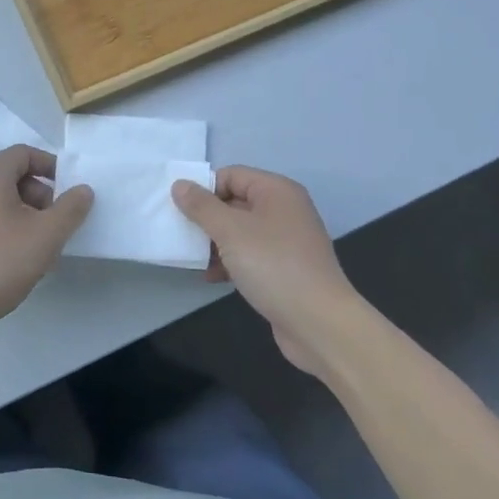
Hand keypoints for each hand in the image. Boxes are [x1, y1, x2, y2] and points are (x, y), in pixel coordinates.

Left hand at [0, 145, 92, 341]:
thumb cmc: (1, 262)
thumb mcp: (47, 234)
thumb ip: (71, 208)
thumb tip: (83, 190)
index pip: (24, 153)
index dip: (50, 166)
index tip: (69, 189)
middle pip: (12, 176)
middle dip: (40, 194)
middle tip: (56, 223)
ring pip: (0, 200)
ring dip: (26, 214)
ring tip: (41, 244)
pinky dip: (7, 227)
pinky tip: (18, 257)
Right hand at [172, 166, 363, 376]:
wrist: (319, 323)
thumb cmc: (273, 266)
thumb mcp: (230, 231)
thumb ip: (202, 206)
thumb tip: (180, 184)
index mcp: (277, 191)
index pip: (231, 175)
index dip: (204, 188)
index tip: (179, 209)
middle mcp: (284, 210)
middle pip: (235, 202)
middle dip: (206, 218)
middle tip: (180, 233)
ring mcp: (286, 240)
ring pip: (240, 231)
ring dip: (215, 242)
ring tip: (193, 258)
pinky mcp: (284, 268)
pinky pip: (250, 254)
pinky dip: (230, 261)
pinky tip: (212, 277)